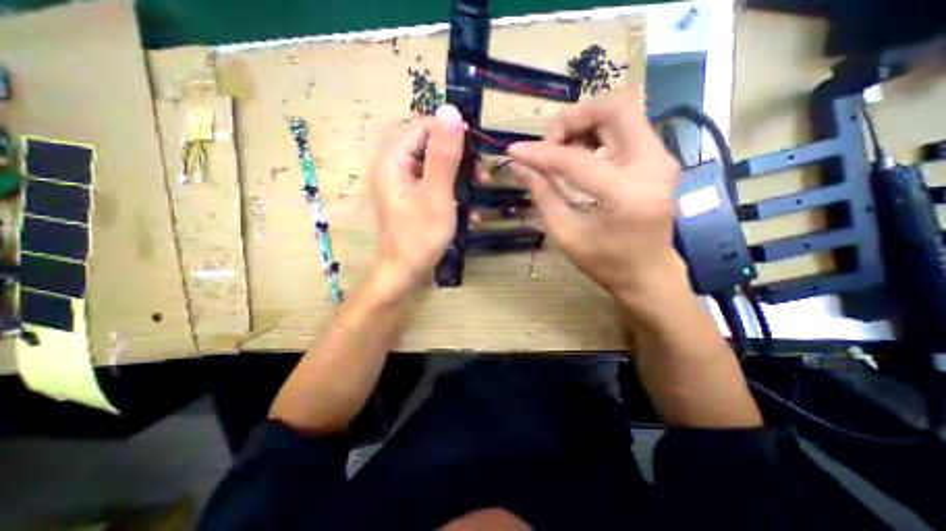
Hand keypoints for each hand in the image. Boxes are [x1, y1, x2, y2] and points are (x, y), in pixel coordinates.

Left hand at [365, 104, 463, 293]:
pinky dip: (454, 197)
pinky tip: (470, 215)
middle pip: (432, 147)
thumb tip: (450, 111)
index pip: (424, 127)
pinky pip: (437, 187)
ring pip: (439, 169)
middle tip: (482, 178)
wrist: (405, 273)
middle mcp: (396, 168)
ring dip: (462, 181)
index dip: (452, 133)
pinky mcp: (414, 199)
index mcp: (394, 160)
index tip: (477, 151)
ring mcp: (405, 185)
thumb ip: (444, 154)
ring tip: (480, 196)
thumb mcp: (437, 194)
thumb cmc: (420, 235)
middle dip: (461, 162)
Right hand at [511, 92, 688, 303]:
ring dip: (585, 123)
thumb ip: (543, 196)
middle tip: (550, 143)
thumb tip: (520, 167)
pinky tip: (581, 155)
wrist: (648, 273)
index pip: (575, 160)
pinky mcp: (659, 159)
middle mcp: (653, 167)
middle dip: (573, 118)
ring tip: (562, 151)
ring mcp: (662, 159)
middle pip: (615, 108)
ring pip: (622, 112)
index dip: (540, 153)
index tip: (515, 152)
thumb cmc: (606, 263)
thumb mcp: (566, 235)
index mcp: (625, 195)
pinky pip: (627, 127)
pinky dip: (598, 132)